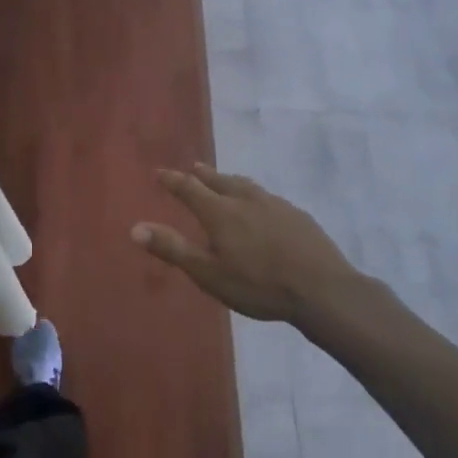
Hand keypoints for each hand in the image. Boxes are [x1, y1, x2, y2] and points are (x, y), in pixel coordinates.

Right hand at [132, 165, 366, 326]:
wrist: (322, 290)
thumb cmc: (258, 285)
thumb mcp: (208, 273)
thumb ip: (172, 249)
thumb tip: (135, 228)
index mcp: (220, 212)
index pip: (189, 188)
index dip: (173, 180)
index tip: (160, 172)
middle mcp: (245, 200)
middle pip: (219, 181)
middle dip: (203, 175)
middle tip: (194, 167)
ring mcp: (275, 205)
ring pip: (246, 185)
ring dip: (230, 180)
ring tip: (225, 179)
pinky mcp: (298, 215)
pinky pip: (268, 197)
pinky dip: (254, 195)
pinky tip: (263, 205)